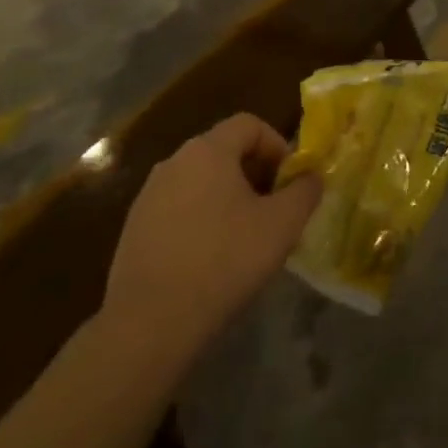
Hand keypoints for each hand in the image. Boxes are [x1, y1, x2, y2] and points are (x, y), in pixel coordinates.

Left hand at [100, 114, 321, 367]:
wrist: (150, 322)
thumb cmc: (224, 261)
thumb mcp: (282, 225)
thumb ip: (305, 192)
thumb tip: (312, 177)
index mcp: (208, 150)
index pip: (249, 124)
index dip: (277, 146)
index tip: (290, 182)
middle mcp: (174, 161)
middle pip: (224, 150)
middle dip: (255, 173)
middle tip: (274, 210)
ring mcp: (149, 194)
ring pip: (201, 180)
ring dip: (228, 197)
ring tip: (245, 236)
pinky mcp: (135, 227)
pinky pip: (179, 207)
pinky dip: (201, 219)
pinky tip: (211, 258)